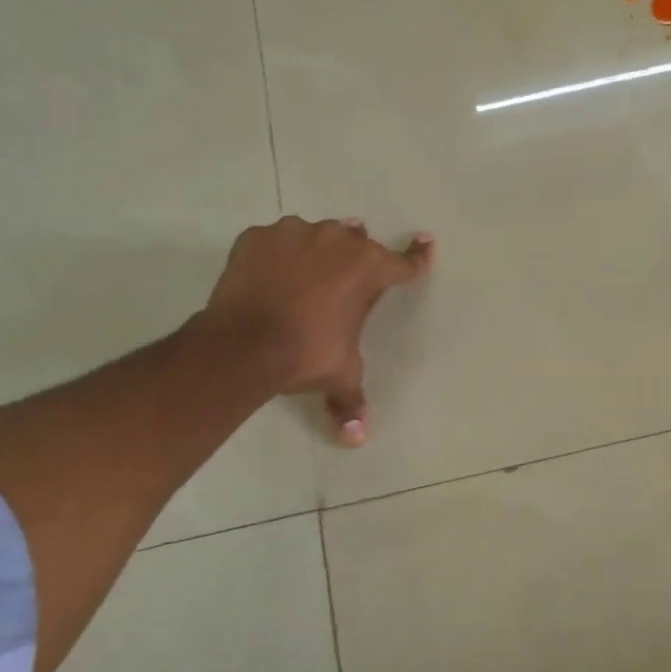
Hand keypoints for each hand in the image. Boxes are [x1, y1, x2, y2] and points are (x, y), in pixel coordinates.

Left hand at [197, 216, 434, 445]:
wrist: (244, 345)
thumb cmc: (307, 354)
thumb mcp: (340, 376)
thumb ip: (351, 400)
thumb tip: (356, 438)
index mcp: (368, 268)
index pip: (403, 263)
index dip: (417, 257)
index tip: (426, 242)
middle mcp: (336, 240)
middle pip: (355, 242)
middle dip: (354, 256)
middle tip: (343, 278)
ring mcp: (294, 233)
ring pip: (313, 236)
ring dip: (314, 252)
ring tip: (302, 277)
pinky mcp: (257, 237)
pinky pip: (274, 242)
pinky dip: (275, 255)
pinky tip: (268, 276)